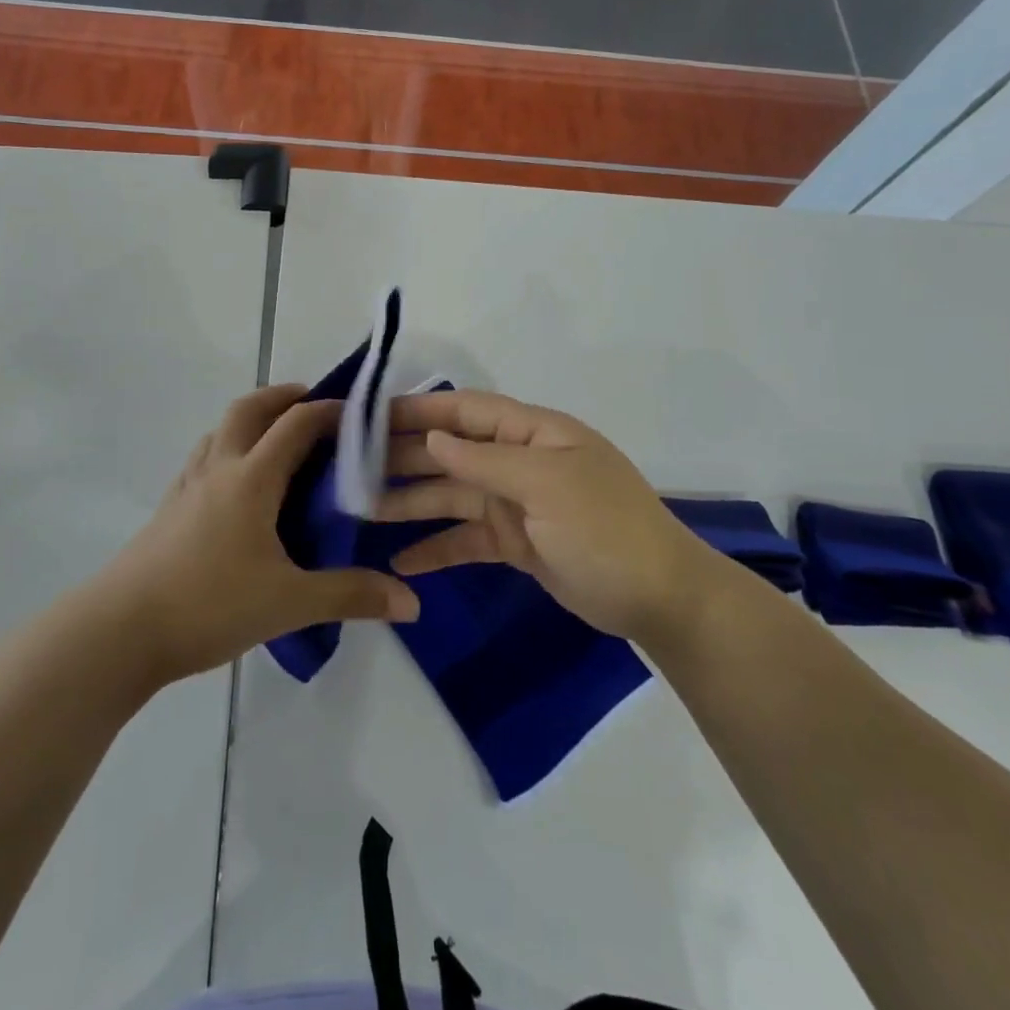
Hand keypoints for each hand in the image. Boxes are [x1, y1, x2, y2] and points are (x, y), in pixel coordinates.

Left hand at [97, 385, 419, 685]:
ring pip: (221, 430)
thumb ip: (351, 595)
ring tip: (278, 442)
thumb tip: (411, 601)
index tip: (358, 416)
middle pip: (249, 409)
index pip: (296, 424)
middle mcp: (218, 468)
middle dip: (283, 397)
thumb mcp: (289, 602)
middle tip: (313, 407)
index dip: (329, 411)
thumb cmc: (208, 604)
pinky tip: (237, 486)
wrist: (118, 630)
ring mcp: (187, 486)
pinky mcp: (169, 508)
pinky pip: (204, 458)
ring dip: (252, 420)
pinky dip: (228, 449)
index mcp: (251, 478)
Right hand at [377, 390, 706, 644]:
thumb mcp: (547, 483)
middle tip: (349, 468)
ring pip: (451, 496)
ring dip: (410, 503)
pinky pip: (465, 539)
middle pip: (450, 452)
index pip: (464, 411)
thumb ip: (485, 459)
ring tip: (360, 512)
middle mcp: (519, 461)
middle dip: (403, 458)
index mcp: (532, 433)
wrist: (659, 598)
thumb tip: (432, 438)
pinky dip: (435, 548)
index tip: (367, 416)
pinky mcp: (515, 543)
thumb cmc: (605, 527)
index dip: (417, 410)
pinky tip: (400, 562)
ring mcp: (515, 503)